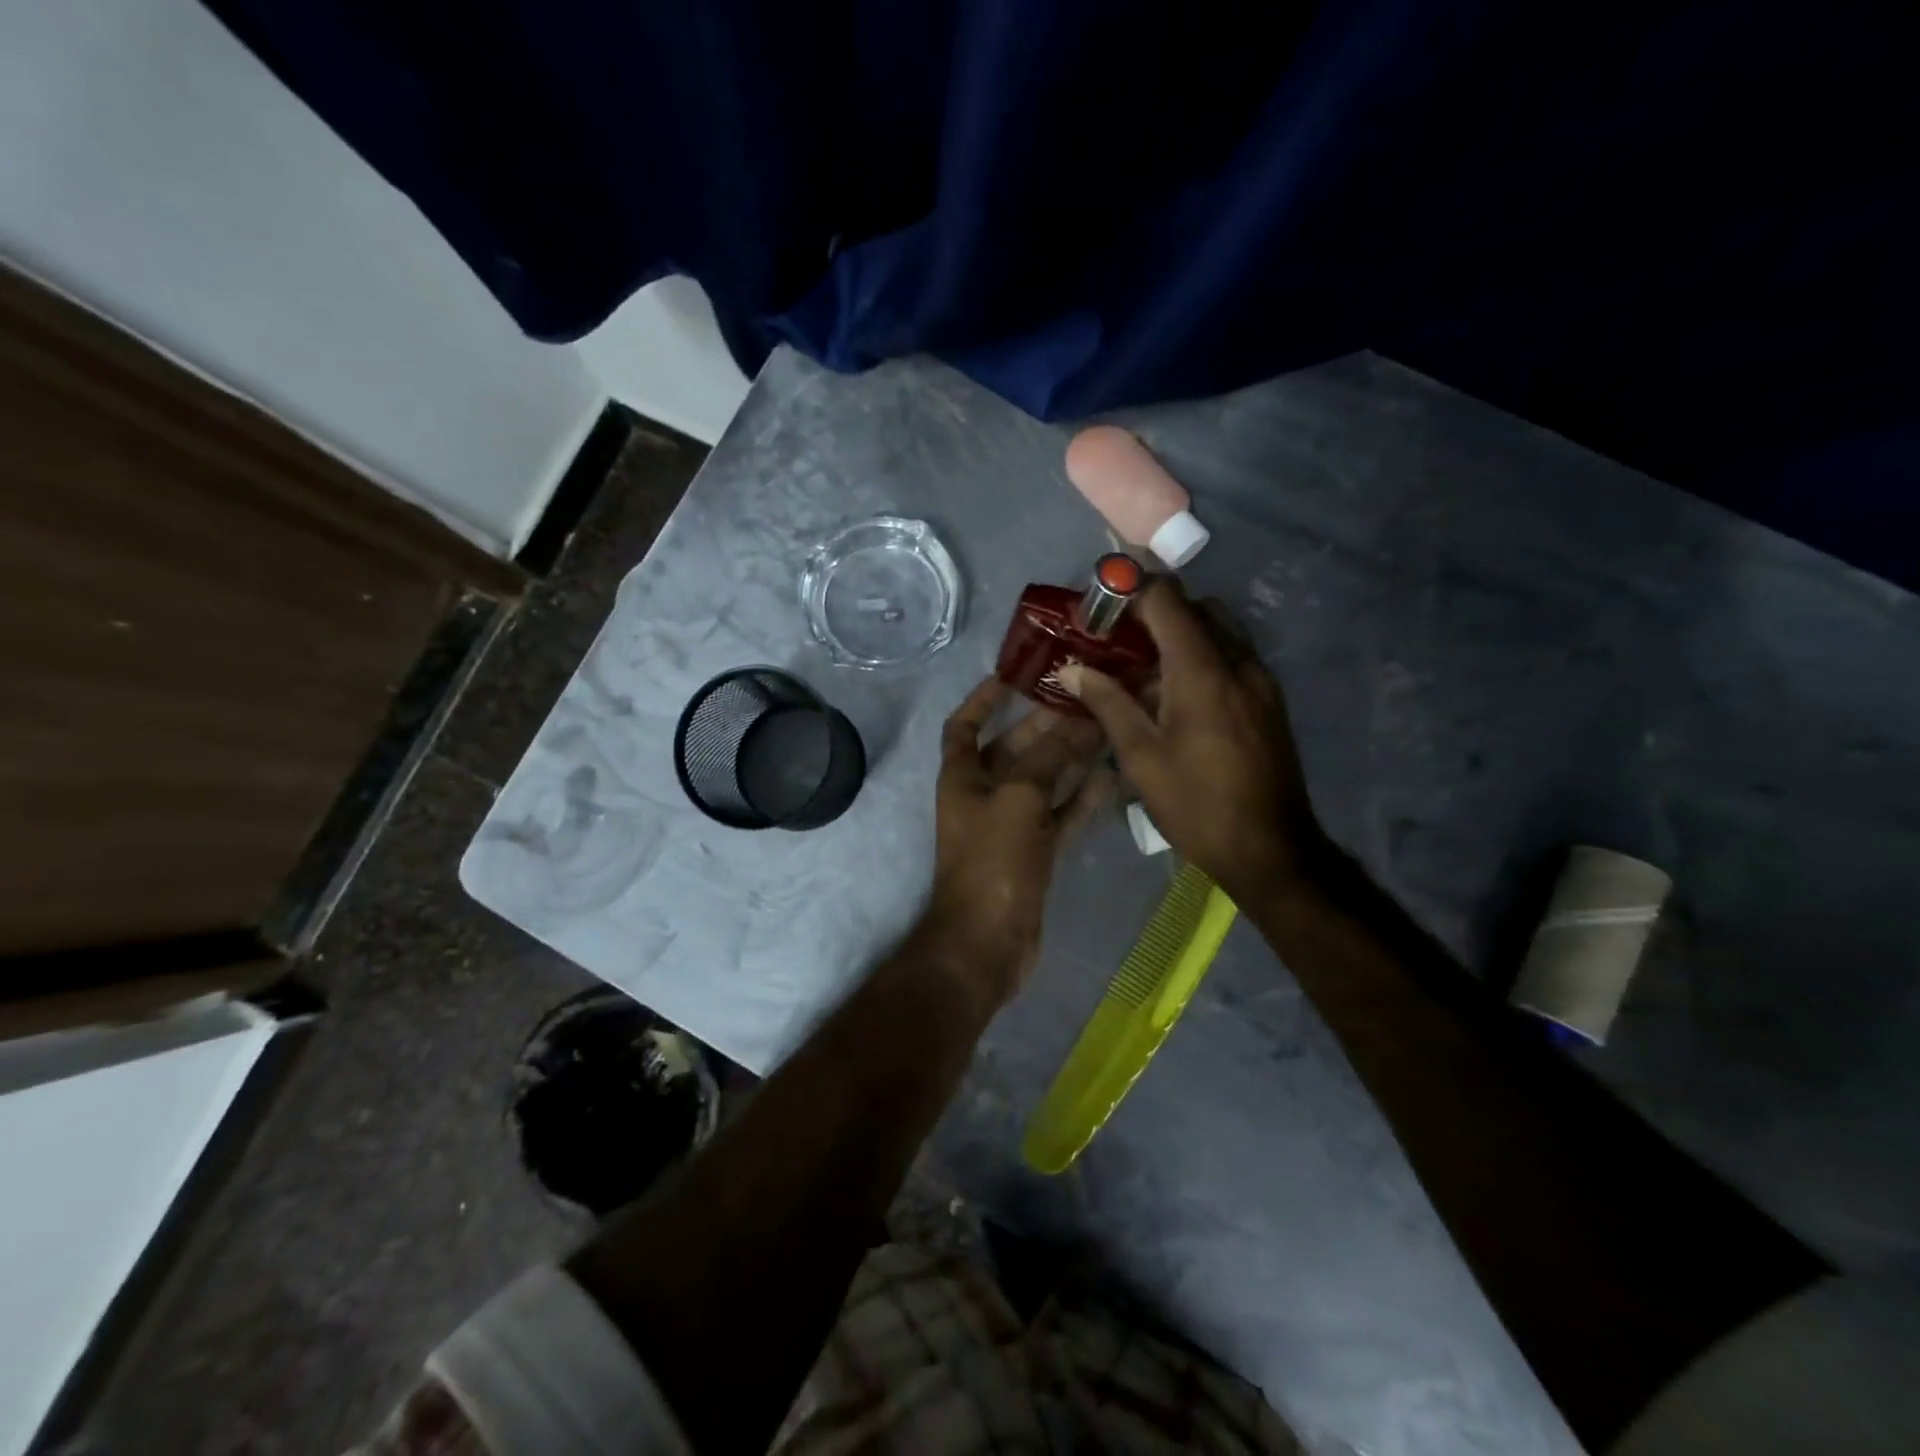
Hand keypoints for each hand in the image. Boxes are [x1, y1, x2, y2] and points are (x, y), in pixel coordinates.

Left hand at [920, 677, 1111, 1005]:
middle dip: (1044, 725)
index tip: (1015, 676)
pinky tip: (1111, 777)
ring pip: (1042, 780)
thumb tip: (1078, 722)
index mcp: (962, 777)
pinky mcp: (1034, 851)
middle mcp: (983, 795)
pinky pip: (1060, 814)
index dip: (983, 699)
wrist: (988, 941)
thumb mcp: (1019, 797)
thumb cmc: (993, 861)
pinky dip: (1081, 797)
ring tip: (1106, 729)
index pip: (964, 725)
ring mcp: (1009, 825)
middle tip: (1086, 700)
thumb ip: (1049, 756)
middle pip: (1013, 748)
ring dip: (1069, 758)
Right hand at [1058, 578, 1322, 905]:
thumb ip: (1107, 702)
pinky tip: (1175, 695)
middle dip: (1153, 611)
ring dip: (1179, 635)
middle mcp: (1238, 661)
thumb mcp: (1141, 757)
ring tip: (1141, 668)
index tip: (1099, 606)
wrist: (1271, 849)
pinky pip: (1232, 656)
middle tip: (1115, 639)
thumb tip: (1071, 668)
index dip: (1130, 590)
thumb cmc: (1196, 804)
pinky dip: (1201, 657)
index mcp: (1202, 670)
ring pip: (1217, 630)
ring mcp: (1260, 679)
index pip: (1167, 599)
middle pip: (1195, 607)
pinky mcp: (1270, 699)